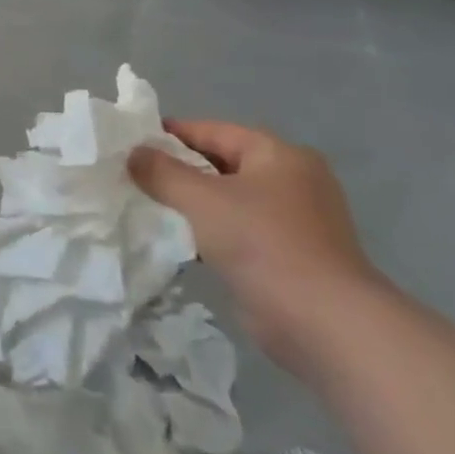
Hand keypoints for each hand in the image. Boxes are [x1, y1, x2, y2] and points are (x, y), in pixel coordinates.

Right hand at [128, 120, 387, 377]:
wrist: (323, 322)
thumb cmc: (263, 243)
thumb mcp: (201, 199)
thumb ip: (161, 172)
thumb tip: (134, 153)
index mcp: (279, 155)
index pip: (214, 131)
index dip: (171, 134)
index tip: (132, 143)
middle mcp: (292, 181)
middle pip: (221, 164)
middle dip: (178, 170)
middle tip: (134, 176)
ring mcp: (294, 221)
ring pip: (228, 200)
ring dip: (191, 204)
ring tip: (147, 206)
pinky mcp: (289, 257)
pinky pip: (238, 231)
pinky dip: (209, 232)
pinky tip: (177, 240)